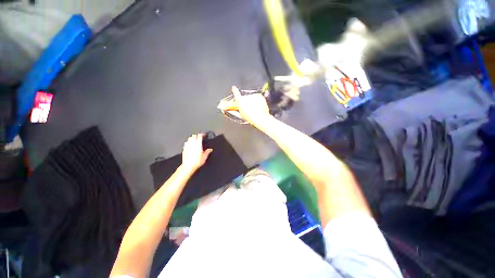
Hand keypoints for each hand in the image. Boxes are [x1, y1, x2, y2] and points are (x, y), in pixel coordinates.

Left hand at [181, 134, 212, 171]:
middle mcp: (192, 143)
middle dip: (197, 135)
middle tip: (200, 137)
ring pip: (189, 138)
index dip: (202, 134)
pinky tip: (190, 144)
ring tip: (195, 140)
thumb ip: (207, 152)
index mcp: (198, 144)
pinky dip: (188, 142)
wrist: (188, 166)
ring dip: (192, 138)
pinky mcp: (184, 149)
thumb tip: (210, 149)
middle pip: (194, 136)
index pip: (199, 136)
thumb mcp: (204, 157)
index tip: (204, 135)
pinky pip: (186, 143)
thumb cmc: (197, 161)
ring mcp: (187, 146)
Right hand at [231, 86, 270, 125]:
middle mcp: (246, 97)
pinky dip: (258, 101)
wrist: (260, 117)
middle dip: (247, 101)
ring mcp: (253, 95)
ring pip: (252, 97)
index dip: (235, 91)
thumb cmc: (250, 118)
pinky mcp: (259, 95)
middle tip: (250, 108)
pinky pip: (258, 97)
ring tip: (255, 109)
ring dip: (253, 101)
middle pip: (245, 97)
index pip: (236, 94)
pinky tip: (259, 107)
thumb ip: (239, 109)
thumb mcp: (242, 115)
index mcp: (240, 102)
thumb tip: (238, 108)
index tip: (234, 88)